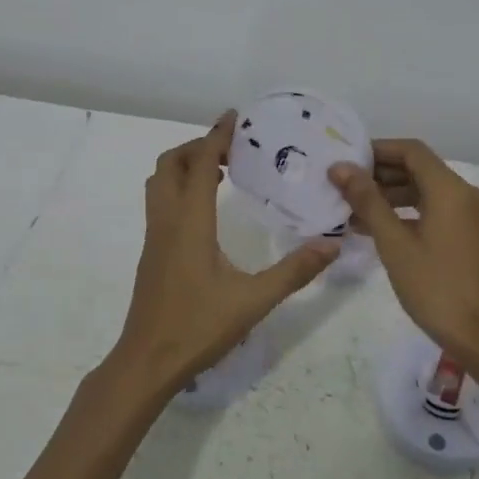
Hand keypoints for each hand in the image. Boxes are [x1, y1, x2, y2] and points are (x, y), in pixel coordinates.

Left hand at [110, 112, 337, 398]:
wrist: (147, 361)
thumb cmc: (198, 327)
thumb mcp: (253, 301)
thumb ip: (294, 272)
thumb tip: (332, 245)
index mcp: (189, 222)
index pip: (199, 164)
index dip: (216, 137)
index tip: (234, 117)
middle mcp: (166, 221)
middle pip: (169, 164)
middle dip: (197, 147)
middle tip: (231, 149)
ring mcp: (154, 237)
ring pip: (159, 183)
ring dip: (184, 166)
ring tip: (220, 171)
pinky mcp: (152, 252)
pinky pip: (160, 202)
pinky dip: (179, 187)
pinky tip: (206, 208)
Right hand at [330, 140, 478, 363]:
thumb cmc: (436, 287)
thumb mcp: (394, 243)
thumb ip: (367, 201)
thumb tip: (340, 168)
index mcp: (451, 189)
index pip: (411, 151)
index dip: (378, 150)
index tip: (347, 161)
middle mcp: (466, 194)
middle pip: (419, 169)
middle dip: (380, 174)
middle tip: (343, 186)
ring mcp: (471, 216)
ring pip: (426, 191)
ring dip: (391, 196)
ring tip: (352, 210)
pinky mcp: (470, 235)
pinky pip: (435, 210)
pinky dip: (407, 213)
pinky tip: (377, 229)